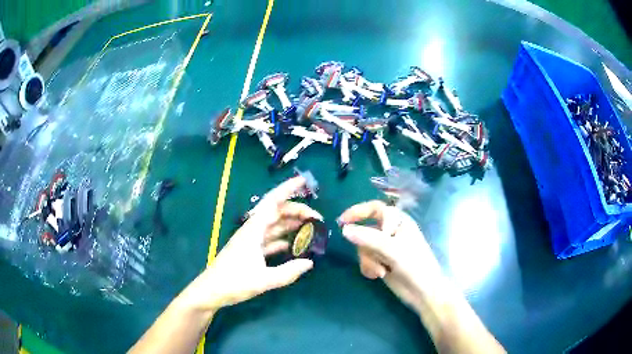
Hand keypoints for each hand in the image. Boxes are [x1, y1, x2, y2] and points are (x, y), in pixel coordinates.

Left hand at [182, 177, 321, 312]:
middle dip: (296, 211)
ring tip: (311, 228)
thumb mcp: (263, 280)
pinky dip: (283, 239)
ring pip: (274, 226)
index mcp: (253, 230)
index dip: (287, 189)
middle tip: (317, 218)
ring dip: (291, 224)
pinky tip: (295, 245)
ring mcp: (251, 241)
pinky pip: (270, 240)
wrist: (211, 291)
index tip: (303, 181)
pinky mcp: (250, 251)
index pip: (272, 203)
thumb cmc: (233, 282)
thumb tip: (309, 263)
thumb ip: (288, 272)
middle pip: (276, 213)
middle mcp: (252, 231)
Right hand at [338, 201, 443, 310]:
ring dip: (369, 261)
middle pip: (365, 231)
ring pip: (363, 248)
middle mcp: (391, 232)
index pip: (375, 209)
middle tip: (371, 256)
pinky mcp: (382, 262)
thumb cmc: (414, 265)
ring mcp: (386, 248)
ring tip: (380, 271)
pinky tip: (378, 276)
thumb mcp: (392, 249)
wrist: (423, 291)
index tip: (342, 221)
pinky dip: (369, 268)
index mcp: (399, 222)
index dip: (358, 211)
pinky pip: (365, 260)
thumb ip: (368, 238)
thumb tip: (344, 230)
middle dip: (366, 247)